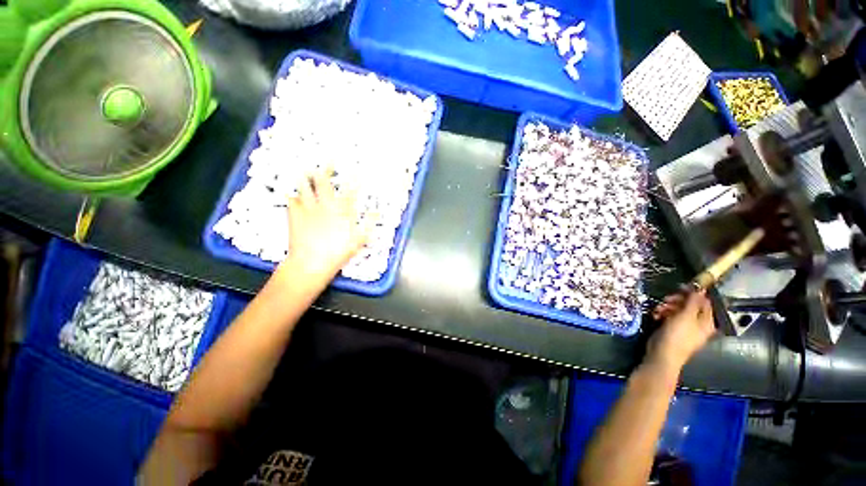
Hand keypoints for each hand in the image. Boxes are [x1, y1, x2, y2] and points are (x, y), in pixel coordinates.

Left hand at [275, 169, 366, 288]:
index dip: (353, 179)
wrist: (312, 262)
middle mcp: (325, 205)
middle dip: (326, 168)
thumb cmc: (338, 252)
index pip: (350, 191)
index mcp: (342, 211)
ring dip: (305, 176)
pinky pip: (291, 199)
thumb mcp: (359, 240)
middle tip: (328, 159)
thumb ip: (369, 224)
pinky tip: (290, 192)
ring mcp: (308, 209)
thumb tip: (377, 212)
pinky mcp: (294, 215)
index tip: (356, 170)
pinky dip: (291, 194)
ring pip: (305, 186)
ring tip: (304, 168)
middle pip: (324, 182)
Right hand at [646, 290, 714, 373]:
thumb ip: (693, 301)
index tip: (679, 287)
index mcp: (706, 321)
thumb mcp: (686, 316)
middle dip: (677, 300)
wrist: (663, 354)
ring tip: (658, 309)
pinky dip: (662, 313)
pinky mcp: (672, 329)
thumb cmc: (678, 335)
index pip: (704, 302)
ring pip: (678, 310)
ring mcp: (685, 326)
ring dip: (667, 306)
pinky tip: (656, 315)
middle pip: (690, 305)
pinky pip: (669, 316)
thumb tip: (701, 288)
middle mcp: (698, 323)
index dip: (693, 293)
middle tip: (666, 299)